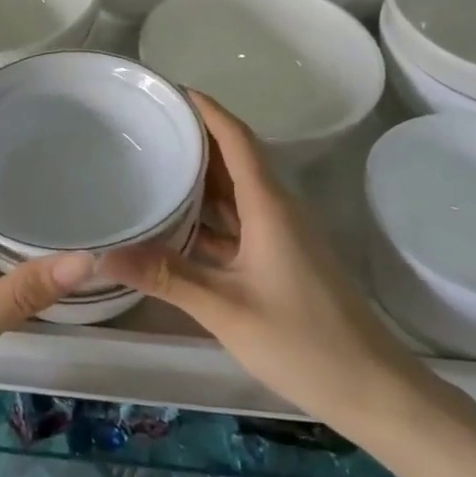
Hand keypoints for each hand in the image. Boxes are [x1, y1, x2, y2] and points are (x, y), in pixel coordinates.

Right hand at [101, 94, 424, 434]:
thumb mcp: (226, 308)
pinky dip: (211, 215)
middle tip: (150, 124)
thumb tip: (104, 252)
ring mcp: (282, 234)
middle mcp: (277, 208)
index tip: (171, 89)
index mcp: (268, 204)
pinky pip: (241, 220)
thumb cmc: (302, 340)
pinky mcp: (283, 258)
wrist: (371, 387)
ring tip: (156, 162)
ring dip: (203, 176)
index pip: (236, 138)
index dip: (207, 109)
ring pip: (237, 191)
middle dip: (197, 137)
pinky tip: (179, 223)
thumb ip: (166, 275)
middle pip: (235, 157)